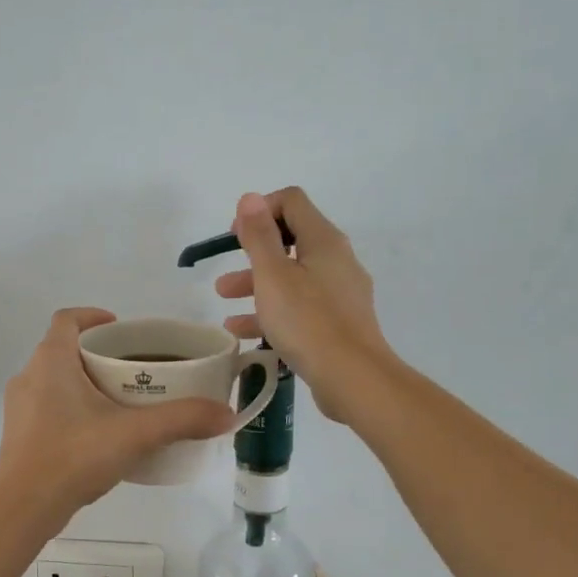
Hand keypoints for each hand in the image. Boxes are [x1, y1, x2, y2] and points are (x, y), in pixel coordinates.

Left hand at [0, 308, 235, 519]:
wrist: (22, 509)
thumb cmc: (74, 457)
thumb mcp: (135, 435)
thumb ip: (182, 420)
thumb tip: (226, 414)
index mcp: (51, 361)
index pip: (67, 319)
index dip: (94, 316)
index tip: (122, 329)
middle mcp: (29, 376)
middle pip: (64, 349)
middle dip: (99, 354)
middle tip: (134, 370)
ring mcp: (19, 407)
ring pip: (55, 380)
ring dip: (85, 382)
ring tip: (121, 402)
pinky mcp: (19, 434)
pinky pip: (48, 406)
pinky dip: (72, 408)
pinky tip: (98, 434)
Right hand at [215, 188, 393, 424]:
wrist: (353, 378)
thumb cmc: (308, 322)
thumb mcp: (273, 276)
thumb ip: (259, 236)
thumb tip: (250, 198)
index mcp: (324, 241)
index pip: (292, 202)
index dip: (260, 211)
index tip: (234, 236)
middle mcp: (337, 260)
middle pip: (290, 242)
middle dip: (253, 254)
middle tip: (225, 272)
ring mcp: (341, 294)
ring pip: (293, 279)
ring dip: (256, 286)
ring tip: (224, 303)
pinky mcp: (339, 324)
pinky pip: (300, 308)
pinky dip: (272, 312)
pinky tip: (244, 332)